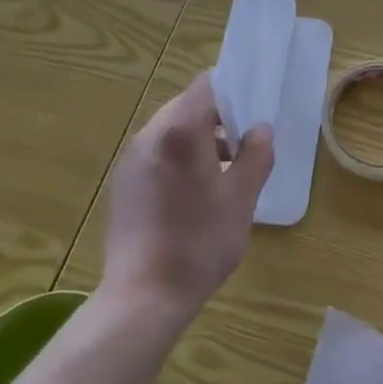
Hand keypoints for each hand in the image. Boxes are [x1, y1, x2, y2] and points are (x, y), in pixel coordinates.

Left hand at [100, 72, 272, 323]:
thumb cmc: (199, 243)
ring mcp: (131, 159)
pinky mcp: (123, 183)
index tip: (253, 110)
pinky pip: (157, 153)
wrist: (143, 298)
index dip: (233, 90)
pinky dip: (179, 158)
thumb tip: (259, 129)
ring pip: (171, 131)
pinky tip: (194, 194)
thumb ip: (255, 155)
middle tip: (244, 145)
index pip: (207, 85)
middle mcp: (150, 135)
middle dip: (218, 119)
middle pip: (188, 106)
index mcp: (180, 130)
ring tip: (224, 173)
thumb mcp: (241, 199)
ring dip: (199, 140)